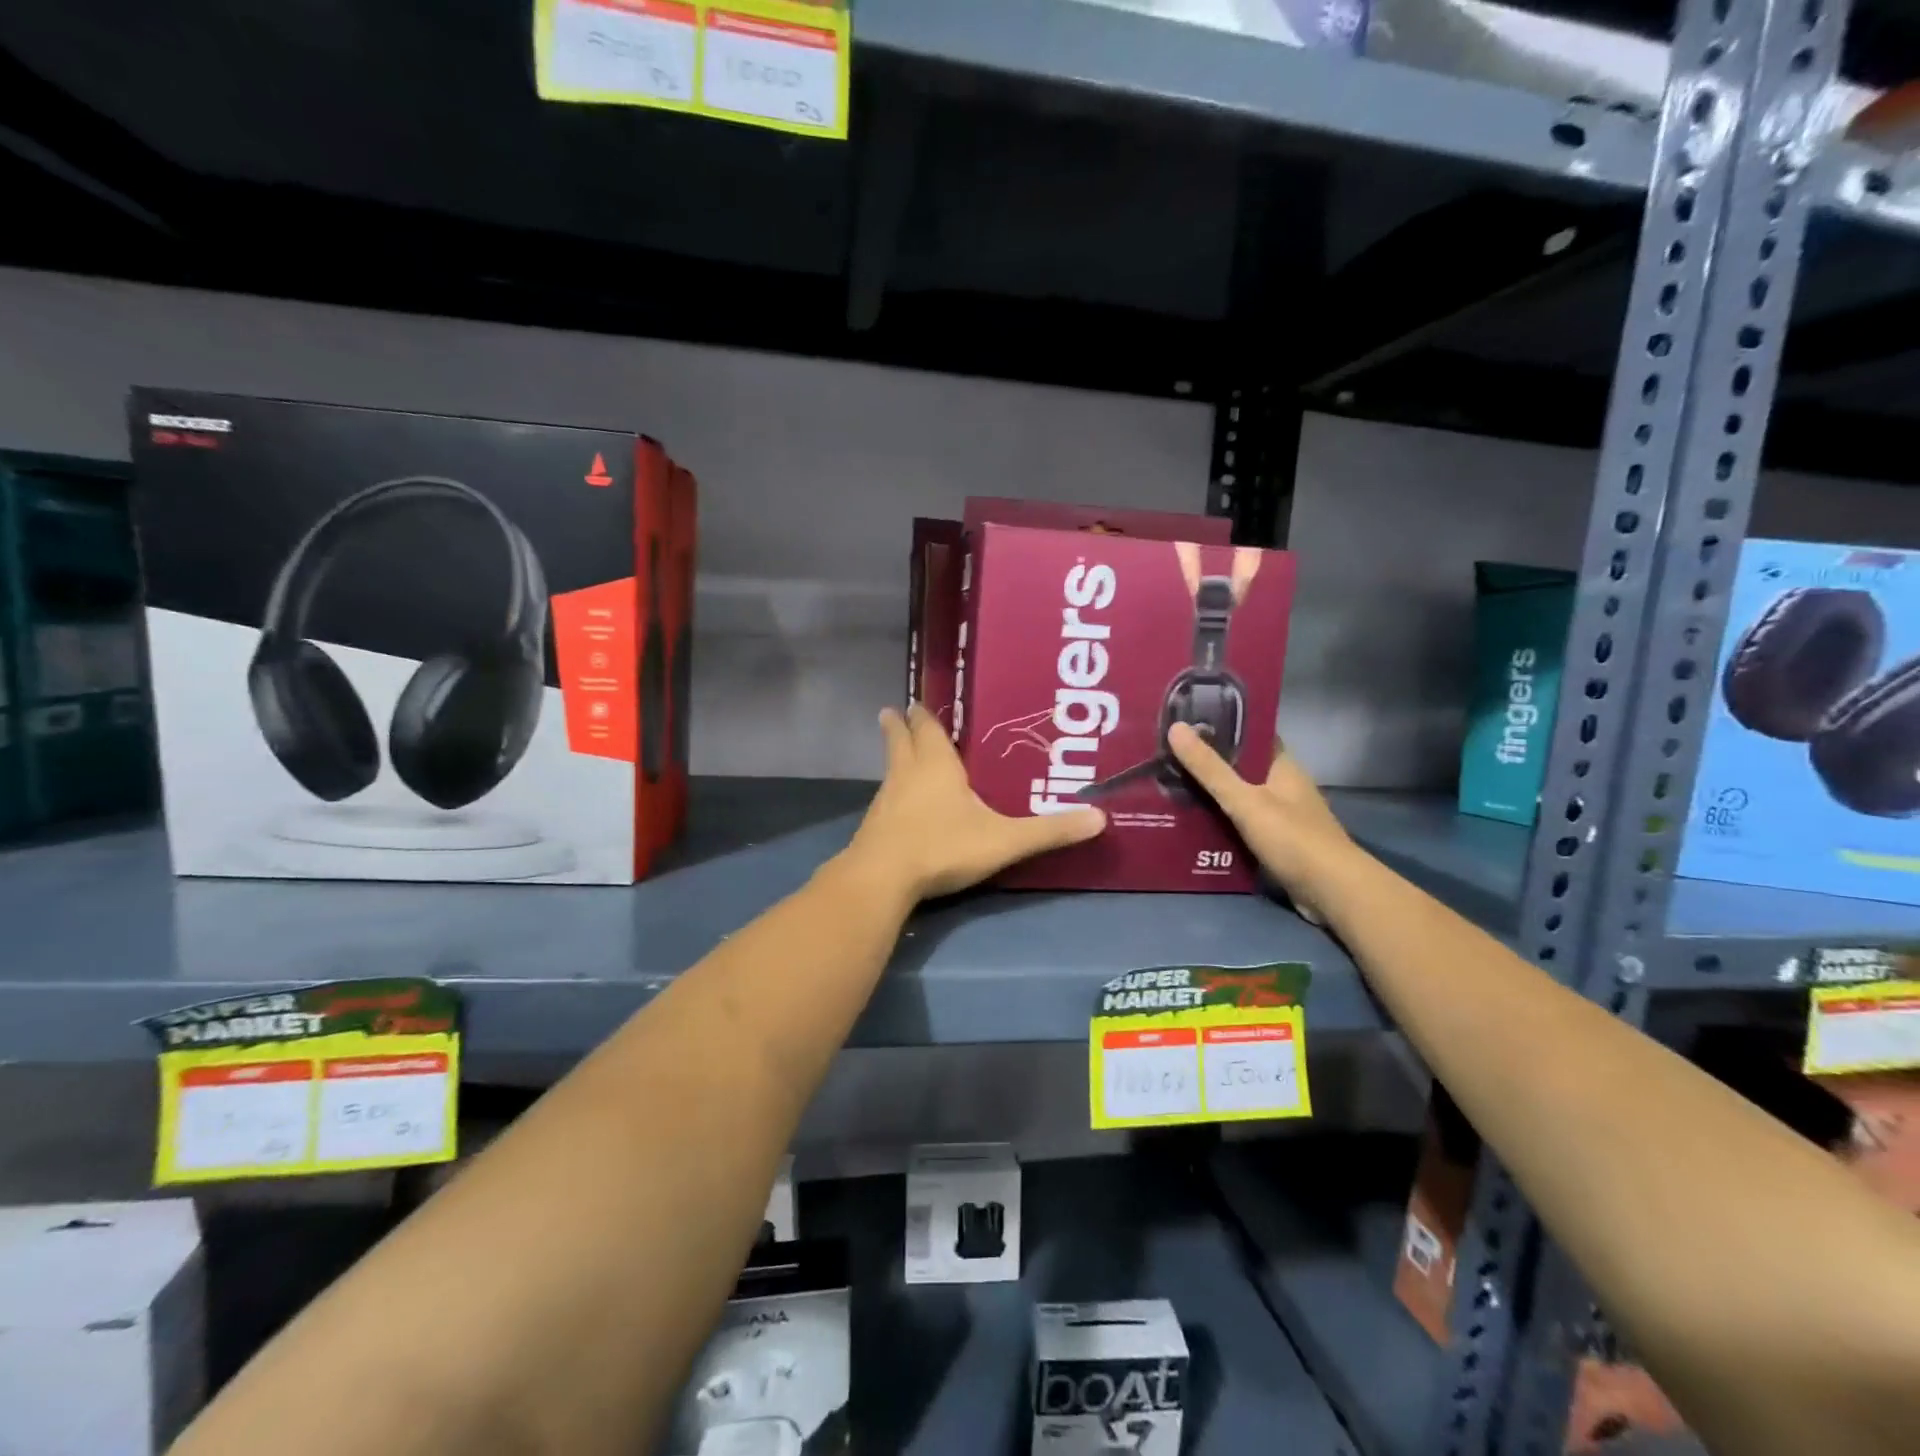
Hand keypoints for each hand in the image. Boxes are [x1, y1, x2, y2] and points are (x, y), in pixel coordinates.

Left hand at [845, 704, 1105, 901]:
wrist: (883, 879)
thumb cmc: (943, 847)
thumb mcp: (1004, 840)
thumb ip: (1048, 831)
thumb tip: (1100, 819)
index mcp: (936, 766)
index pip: (927, 730)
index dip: (923, 717)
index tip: (914, 702)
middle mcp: (906, 775)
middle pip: (899, 742)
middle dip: (898, 727)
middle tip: (892, 711)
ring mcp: (885, 801)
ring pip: (890, 770)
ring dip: (895, 758)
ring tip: (901, 753)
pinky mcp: (874, 827)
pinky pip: (885, 799)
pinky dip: (892, 792)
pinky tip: (899, 806)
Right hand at [1167, 723, 1353, 924]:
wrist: (1332, 892)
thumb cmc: (1292, 838)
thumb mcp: (1245, 800)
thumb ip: (1210, 769)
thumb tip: (1176, 727)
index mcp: (1282, 766)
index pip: (1252, 736)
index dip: (1222, 728)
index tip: (1187, 724)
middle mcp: (1284, 786)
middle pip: (1243, 767)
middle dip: (1210, 764)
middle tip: (1168, 757)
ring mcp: (1283, 816)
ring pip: (1241, 797)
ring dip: (1213, 795)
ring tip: (1170, 787)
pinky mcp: (1278, 843)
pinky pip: (1243, 824)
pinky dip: (1222, 822)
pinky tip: (1193, 824)